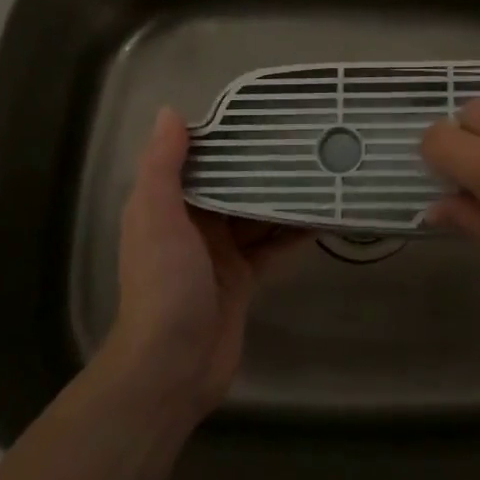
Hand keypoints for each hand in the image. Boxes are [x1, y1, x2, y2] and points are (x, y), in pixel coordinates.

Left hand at [106, 108, 304, 418]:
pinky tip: (322, 215)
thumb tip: (170, 112)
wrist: (173, 367)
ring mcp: (220, 253)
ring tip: (320, 168)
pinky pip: (272, 247)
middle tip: (304, 138)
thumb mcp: (156, 217)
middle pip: (232, 185)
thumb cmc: (164, 284)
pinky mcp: (244, 279)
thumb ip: (162, 167)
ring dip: (281, 196)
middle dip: (262, 165)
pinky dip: (293, 233)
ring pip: (256, 214)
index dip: (225, 136)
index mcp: (168, 205)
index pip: (199, 160)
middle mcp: (193, 224)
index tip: (261, 113)